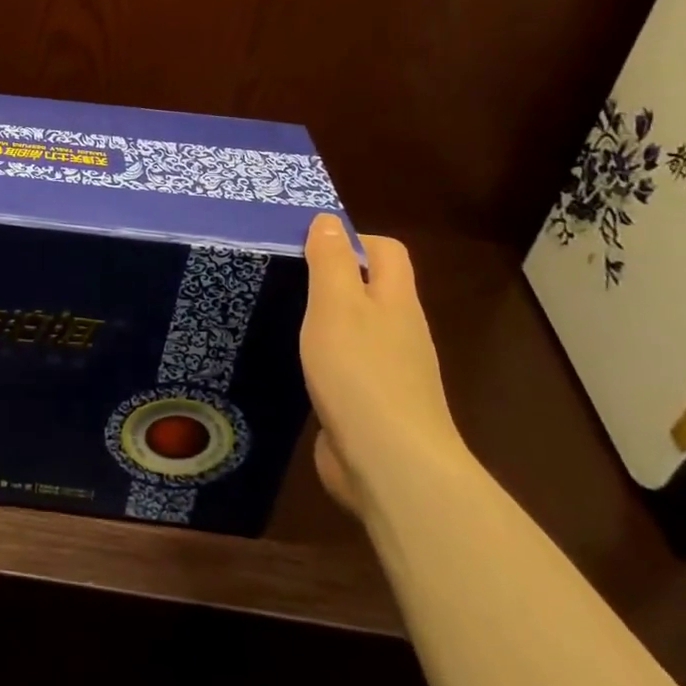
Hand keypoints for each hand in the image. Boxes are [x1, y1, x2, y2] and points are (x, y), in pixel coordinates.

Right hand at [299, 216, 469, 516]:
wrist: (391, 466)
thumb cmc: (360, 372)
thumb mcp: (336, 304)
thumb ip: (331, 260)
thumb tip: (328, 220)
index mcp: (395, 301)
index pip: (386, 250)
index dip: (352, 239)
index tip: (307, 247)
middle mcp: (400, 332)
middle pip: (374, 289)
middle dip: (334, 279)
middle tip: (286, 280)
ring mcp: (391, 373)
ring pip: (360, 330)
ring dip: (328, 322)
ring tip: (284, 319)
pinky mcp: (374, 408)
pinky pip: (350, 369)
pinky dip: (326, 361)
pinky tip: (298, 368)